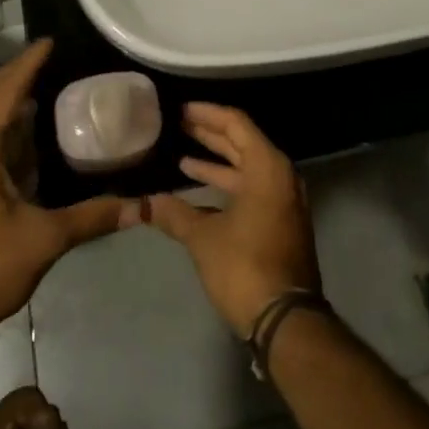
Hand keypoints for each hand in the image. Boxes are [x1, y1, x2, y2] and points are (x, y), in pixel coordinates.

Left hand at [0, 40, 135, 345]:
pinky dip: (4, 121)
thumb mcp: (46, 240)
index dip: (25, 67)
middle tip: (47, 58)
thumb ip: (94, 217)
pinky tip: (28, 129)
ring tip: (40, 82)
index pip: (2, 96)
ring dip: (6, 95)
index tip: (49, 43)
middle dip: (13, 74)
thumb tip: (142, 205)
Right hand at [147, 103, 320, 337]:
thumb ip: (174, 214)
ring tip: (182, 155)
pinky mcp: (279, 222)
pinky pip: (251, 188)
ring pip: (246, 168)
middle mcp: (280, 176)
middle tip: (178, 124)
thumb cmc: (245, 267)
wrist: (285, 319)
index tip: (181, 109)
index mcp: (268, 167)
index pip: (236, 124)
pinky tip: (198, 190)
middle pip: (243, 142)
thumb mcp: (204, 238)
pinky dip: (226, 184)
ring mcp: (283, 200)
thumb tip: (143, 203)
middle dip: (210, 134)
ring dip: (216, 160)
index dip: (207, 113)